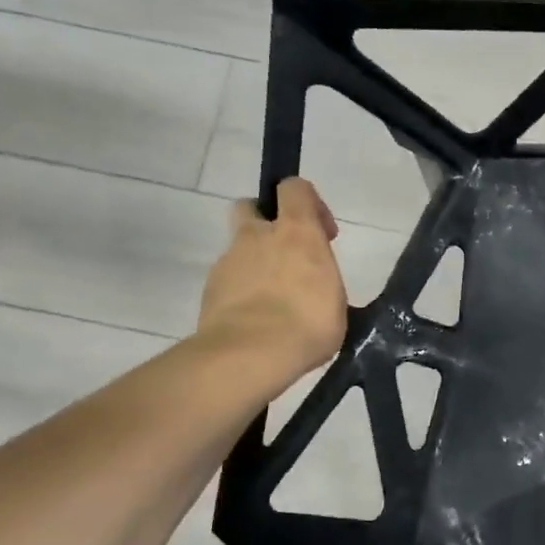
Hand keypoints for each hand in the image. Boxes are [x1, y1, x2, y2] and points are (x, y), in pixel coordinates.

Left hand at [198, 179, 347, 381]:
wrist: (249, 355)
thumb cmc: (307, 323)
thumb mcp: (335, 298)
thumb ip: (320, 278)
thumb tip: (314, 282)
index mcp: (296, 232)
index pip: (294, 188)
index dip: (308, 201)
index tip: (323, 233)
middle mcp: (257, 237)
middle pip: (251, 207)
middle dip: (266, 222)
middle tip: (287, 253)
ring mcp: (228, 261)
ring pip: (239, 248)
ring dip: (255, 262)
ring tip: (275, 299)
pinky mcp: (210, 289)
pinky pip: (229, 279)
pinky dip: (242, 290)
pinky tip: (258, 318)